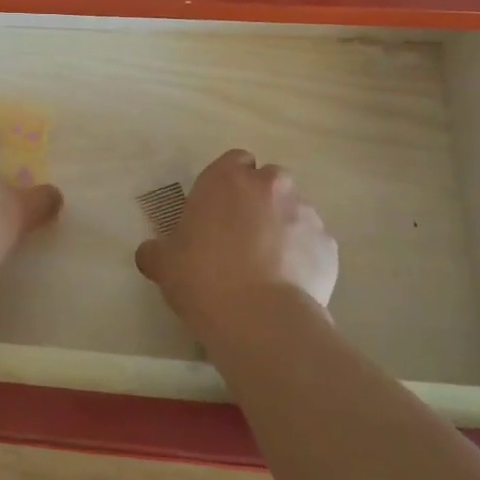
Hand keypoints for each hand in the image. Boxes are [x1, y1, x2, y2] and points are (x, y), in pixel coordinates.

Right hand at [135, 149, 337, 329]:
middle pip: (269, 182)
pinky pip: (313, 243)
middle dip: (259, 201)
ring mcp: (305, 213)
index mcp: (226, 179)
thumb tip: (150, 252)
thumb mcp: (164, 263)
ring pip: (294, 211)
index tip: (218, 210)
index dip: (228, 184)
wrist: (260, 318)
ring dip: (282, 228)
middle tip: (242, 236)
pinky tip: (288, 284)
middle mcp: (270, 185)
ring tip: (268, 266)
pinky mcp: (329, 245)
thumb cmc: (203, 278)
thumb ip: (157, 250)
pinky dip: (303, 256)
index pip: (234, 161)